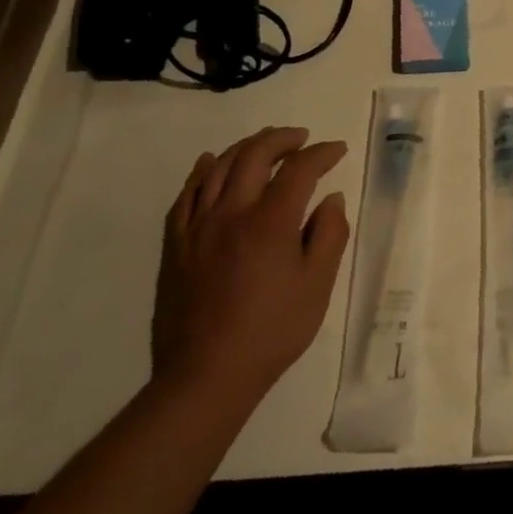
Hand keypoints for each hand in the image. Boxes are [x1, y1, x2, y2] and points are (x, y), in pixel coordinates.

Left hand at [152, 126, 351, 401]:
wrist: (206, 375)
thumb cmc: (272, 330)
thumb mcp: (317, 285)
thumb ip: (328, 235)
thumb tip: (331, 199)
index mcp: (270, 223)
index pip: (299, 170)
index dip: (321, 154)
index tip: (337, 151)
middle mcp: (231, 214)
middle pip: (254, 156)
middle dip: (281, 140)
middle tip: (301, 139)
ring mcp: (197, 228)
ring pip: (218, 169)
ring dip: (245, 148)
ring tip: (265, 145)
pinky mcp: (175, 245)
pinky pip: (186, 196)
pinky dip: (202, 172)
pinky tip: (211, 164)